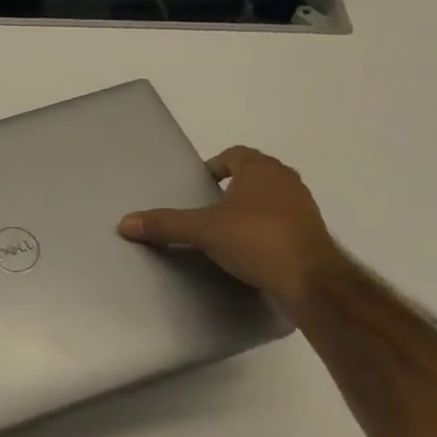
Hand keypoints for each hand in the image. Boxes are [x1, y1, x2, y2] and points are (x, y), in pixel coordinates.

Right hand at [119, 145, 342, 317]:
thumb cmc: (256, 240)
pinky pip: (282, 223)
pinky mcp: (311, 235)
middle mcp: (286, 181)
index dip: (216, 165)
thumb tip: (124, 222)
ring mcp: (304, 208)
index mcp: (262, 169)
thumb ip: (165, 224)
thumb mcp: (203, 230)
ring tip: (225, 230)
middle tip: (208, 206)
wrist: (312, 282)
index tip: (201, 184)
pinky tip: (249, 250)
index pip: (235, 154)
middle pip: (254, 174)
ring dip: (250, 209)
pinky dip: (265, 230)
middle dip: (232, 187)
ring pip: (270, 199)